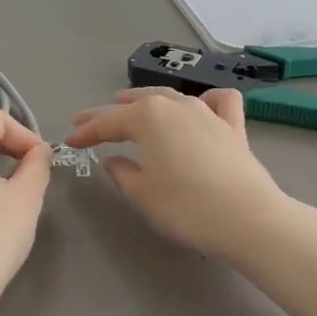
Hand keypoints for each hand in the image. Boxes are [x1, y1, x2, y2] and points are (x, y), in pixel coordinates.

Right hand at [67, 88, 290, 259]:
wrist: (246, 218)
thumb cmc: (185, 206)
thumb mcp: (141, 194)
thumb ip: (122, 173)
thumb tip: (114, 160)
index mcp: (147, 117)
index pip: (107, 122)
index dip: (86, 132)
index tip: (70, 140)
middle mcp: (176, 105)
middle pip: (136, 103)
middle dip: (110, 112)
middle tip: (88, 121)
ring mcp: (208, 112)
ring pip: (172, 97)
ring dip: (148, 101)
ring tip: (131, 105)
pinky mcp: (234, 127)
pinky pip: (218, 102)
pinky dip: (206, 100)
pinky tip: (200, 106)